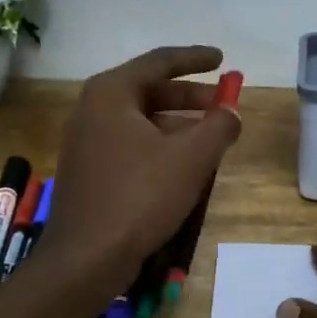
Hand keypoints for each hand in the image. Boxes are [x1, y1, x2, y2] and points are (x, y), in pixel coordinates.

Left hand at [40, 45, 240, 285]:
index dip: (195, 59)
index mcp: (110, 93)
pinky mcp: (88, 170)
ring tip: (211, 137)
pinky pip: (131, 143)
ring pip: (141, 120)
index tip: (222, 60)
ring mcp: (86, 141)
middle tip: (222, 102)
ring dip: (178, 123)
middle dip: (189, 96)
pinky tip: (184, 165)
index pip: (159, 62)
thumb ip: (219, 126)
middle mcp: (92, 109)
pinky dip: (160, 144)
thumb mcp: (191, 157)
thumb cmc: (139, 196)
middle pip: (149, 90)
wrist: (85, 259)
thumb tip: (231, 111)